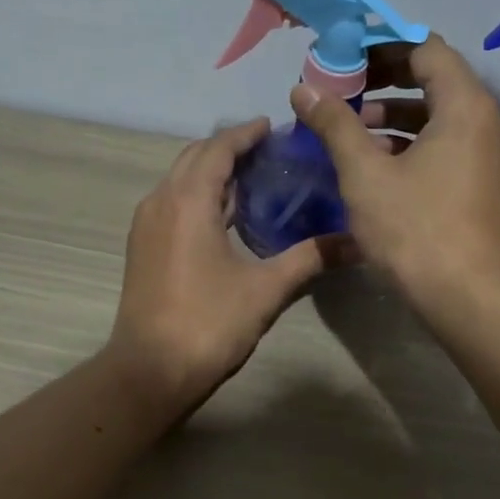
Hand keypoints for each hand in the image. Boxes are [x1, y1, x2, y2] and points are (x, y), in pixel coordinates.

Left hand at [109, 117, 342, 410]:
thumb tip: (356, 242)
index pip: (218, 148)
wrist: (150, 371)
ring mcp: (146, 224)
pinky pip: (172, 202)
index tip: (274, 127)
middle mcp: (161, 201)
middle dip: (229, 147)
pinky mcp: (143, 246)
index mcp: (189, 200)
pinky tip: (225, 216)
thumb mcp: (267, 289)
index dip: (246, 134)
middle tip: (269, 152)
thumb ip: (310, 258)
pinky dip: (198, 195)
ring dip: (212, 171)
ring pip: (180, 180)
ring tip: (253, 178)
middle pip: (195, 157)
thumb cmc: (209, 323)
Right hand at [289, 36, 499, 313]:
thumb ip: (334, 124)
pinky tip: (377, 161)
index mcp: (464, 105)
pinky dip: (412, 141)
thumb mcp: (364, 173)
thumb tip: (303, 89)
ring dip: (395, 113)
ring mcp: (488, 153)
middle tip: (343, 87)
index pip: (424, 48)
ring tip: (352, 127)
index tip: (342, 57)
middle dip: (384, 79)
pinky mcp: (483, 181)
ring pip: (439, 114)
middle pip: (434, 78)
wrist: (467, 297)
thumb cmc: (415, 228)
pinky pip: (447, 142)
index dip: (379, 46)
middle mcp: (485, 120)